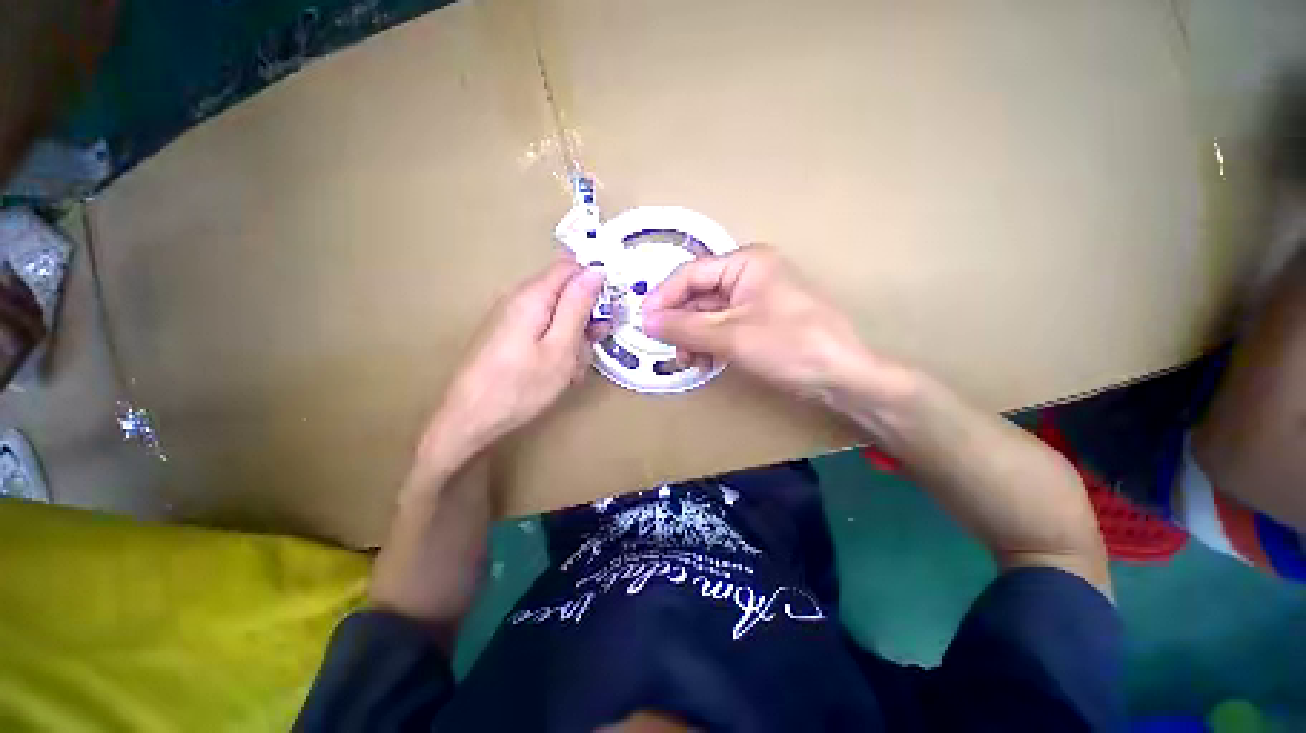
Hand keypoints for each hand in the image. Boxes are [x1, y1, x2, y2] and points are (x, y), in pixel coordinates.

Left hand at [419, 260, 605, 473]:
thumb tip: (595, 271)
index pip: (571, 267)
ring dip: (573, 336)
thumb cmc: (521, 386)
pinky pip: (543, 329)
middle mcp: (519, 298)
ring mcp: (511, 317)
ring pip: (557, 314)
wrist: (469, 419)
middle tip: (592, 346)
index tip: (607, 311)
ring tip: (573, 368)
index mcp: (532, 296)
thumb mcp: (560, 348)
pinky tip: (558, 370)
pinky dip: (557, 345)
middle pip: (564, 292)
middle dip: (585, 316)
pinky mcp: (508, 334)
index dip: (594, 283)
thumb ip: (578, 306)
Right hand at [641, 245, 879, 399]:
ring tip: (686, 359)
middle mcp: (749, 275)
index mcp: (745, 263)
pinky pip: (724, 327)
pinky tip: (703, 361)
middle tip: (665, 346)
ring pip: (710, 314)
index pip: (691, 274)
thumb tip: (646, 321)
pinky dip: (710, 343)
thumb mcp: (730, 336)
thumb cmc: (788, 345)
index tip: (643, 321)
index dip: (663, 297)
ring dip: (693, 336)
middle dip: (680, 322)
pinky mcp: (761, 321)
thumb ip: (685, 327)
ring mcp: (756, 299)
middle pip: (699, 294)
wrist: (842, 376)